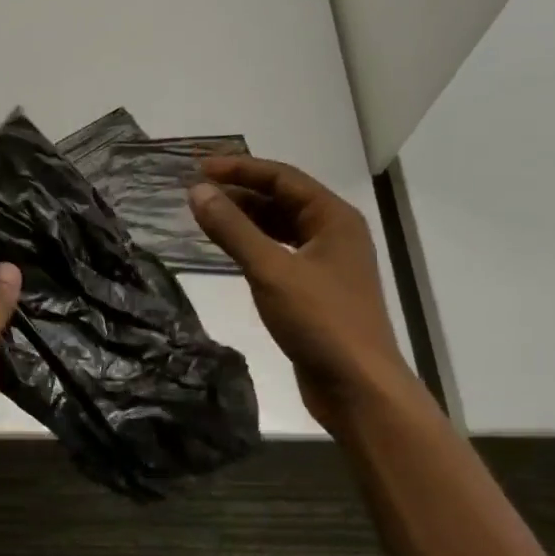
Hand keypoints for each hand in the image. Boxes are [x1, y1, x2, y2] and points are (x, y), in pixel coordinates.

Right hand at [188, 158, 406, 429]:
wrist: (358, 387)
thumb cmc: (320, 321)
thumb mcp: (270, 270)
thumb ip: (233, 229)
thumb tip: (196, 191)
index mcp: (334, 218)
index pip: (282, 177)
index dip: (239, 169)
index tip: (198, 168)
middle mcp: (334, 233)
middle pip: (283, 199)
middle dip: (240, 193)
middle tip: (197, 192)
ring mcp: (327, 263)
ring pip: (281, 228)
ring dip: (246, 220)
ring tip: (206, 217)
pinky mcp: (316, 290)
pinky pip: (280, 254)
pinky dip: (254, 247)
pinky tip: (229, 252)